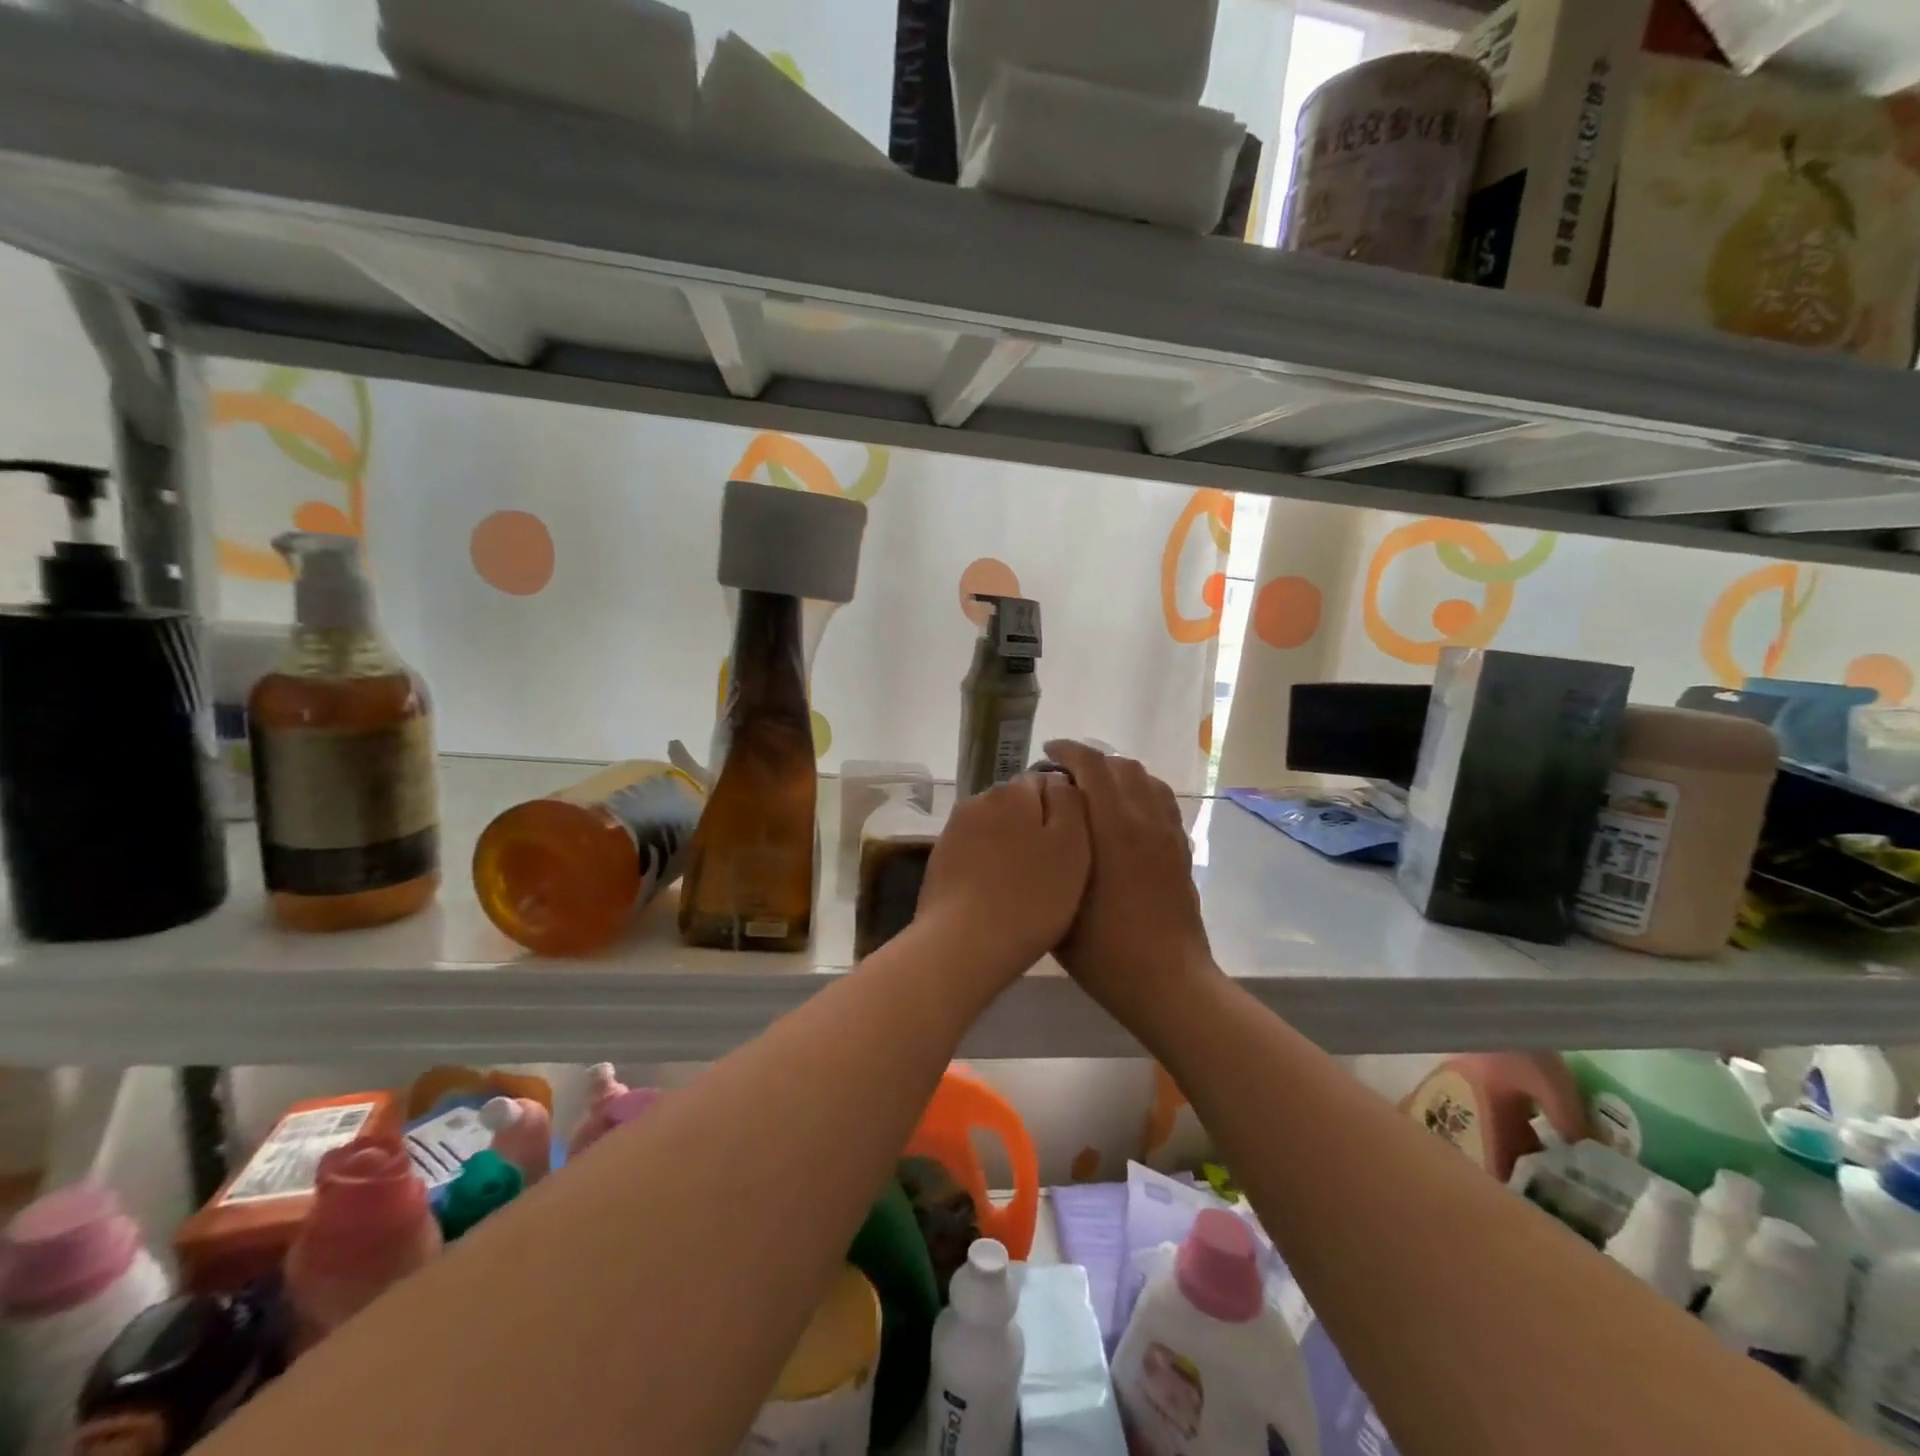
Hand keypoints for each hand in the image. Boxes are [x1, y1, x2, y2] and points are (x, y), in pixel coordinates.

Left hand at [914, 772, 1089, 987]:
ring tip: (1027, 886)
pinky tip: (999, 895)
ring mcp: (954, 830)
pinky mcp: (939, 860)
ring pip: (995, 829)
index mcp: (1012, 790)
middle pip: (1018, 804)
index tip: (1074, 844)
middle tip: (1054, 868)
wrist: (963, 944)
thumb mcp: (1072, 846)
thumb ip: (1070, 803)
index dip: (1065, 810)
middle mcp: (978, 800)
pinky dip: (989, 866)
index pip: (1047, 780)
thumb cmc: (1031, 896)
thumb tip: (1060, 782)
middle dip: (1035, 826)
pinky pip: (975, 853)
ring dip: (1011, 847)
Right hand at [1042, 740, 1216, 1027]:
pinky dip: (1140, 791)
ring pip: (1145, 778)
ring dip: (1117, 772)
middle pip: (1120, 765)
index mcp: (1113, 827)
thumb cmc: (1104, 949)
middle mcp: (1144, 820)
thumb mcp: (1060, 900)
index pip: (1092, 765)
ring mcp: (1167, 833)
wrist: (1166, 980)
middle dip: (1090, 759)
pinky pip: (1162, 800)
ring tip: (1094, 788)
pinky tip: (1125, 812)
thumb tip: (1046, 824)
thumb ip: (1052, 853)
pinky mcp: (1180, 849)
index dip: (1068, 750)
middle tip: (1064, 775)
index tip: (1047, 753)